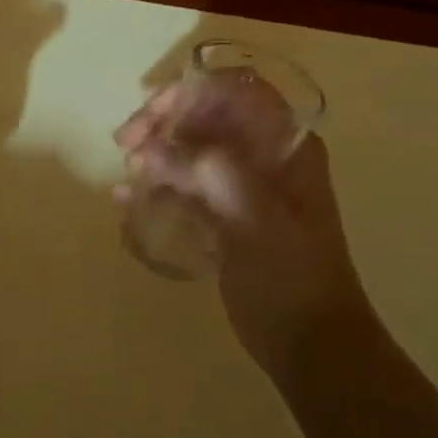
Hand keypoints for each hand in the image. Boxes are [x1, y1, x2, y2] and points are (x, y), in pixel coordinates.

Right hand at [116, 81, 369, 373]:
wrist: (311, 345)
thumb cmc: (292, 279)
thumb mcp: (256, 221)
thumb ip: (210, 175)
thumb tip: (152, 149)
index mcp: (286, 146)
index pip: (237, 92)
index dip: (192, 92)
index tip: (153, 114)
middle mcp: (265, 157)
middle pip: (207, 115)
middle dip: (163, 121)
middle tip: (126, 143)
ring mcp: (244, 186)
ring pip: (192, 148)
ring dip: (156, 152)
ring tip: (127, 172)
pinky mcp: (225, 214)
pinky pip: (186, 185)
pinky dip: (157, 185)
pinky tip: (128, 199)